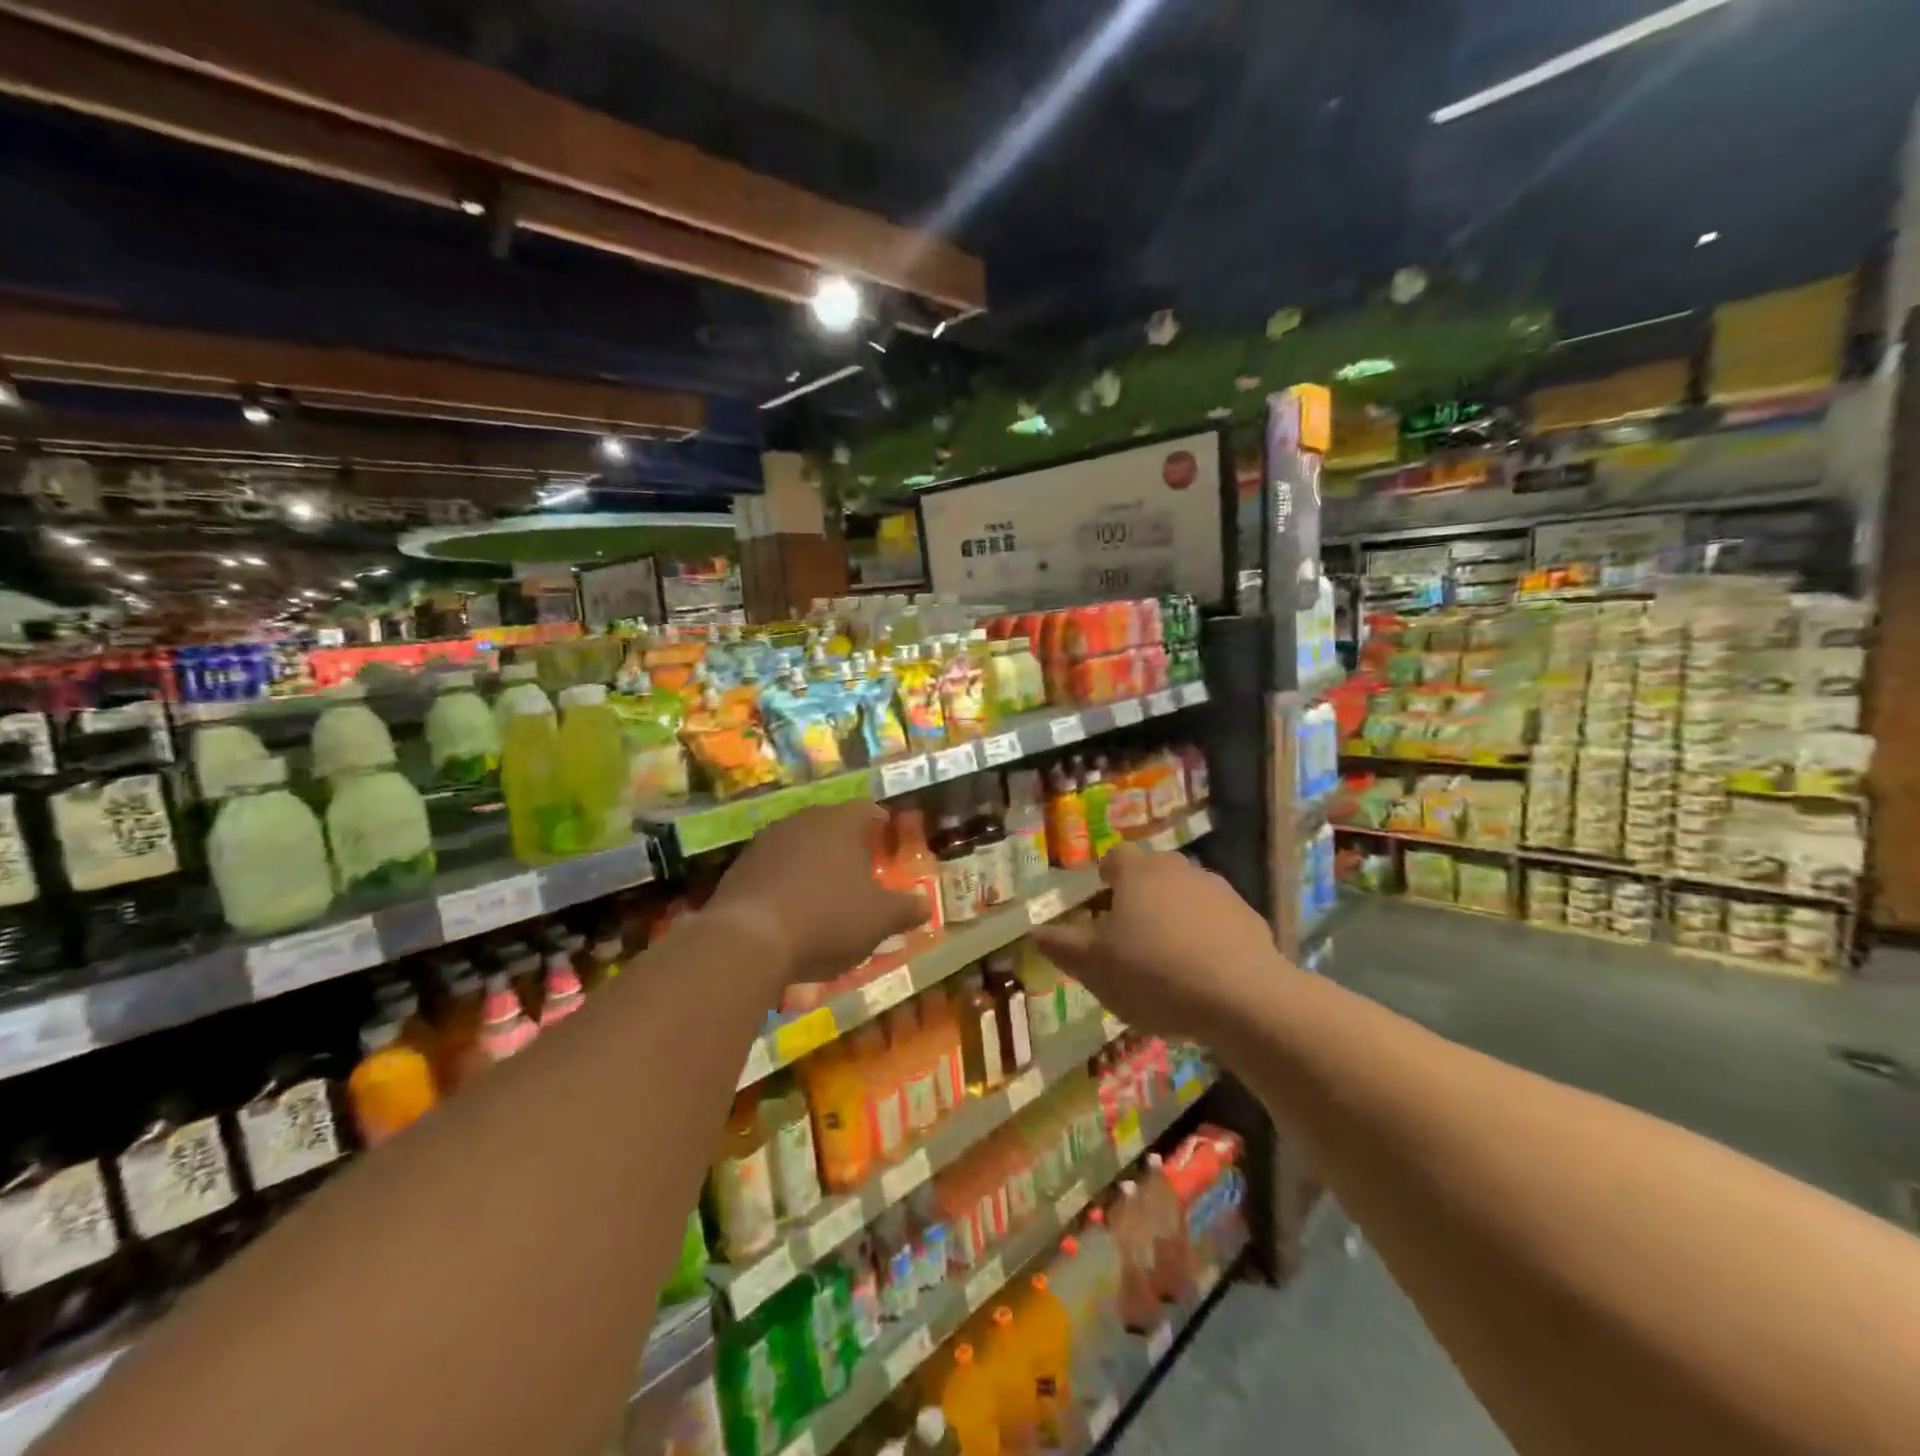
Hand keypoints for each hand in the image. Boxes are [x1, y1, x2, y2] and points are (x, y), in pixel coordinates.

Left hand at [703, 802, 926, 983]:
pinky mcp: (740, 867)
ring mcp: (766, 841)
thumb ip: (906, 909)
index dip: (880, 824)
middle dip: (846, 844)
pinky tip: (792, 909)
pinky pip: (774, 867)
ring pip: (800, 844)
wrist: (749, 939)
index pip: (867, 810)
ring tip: (825, 890)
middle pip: (831, 824)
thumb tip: (926, 905)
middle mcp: (803, 820)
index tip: (887, 838)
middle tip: (860, 868)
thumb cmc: (828, 918)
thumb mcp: (880, 919)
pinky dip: (787, 881)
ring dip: (814, 862)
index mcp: (840, 822)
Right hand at [1031, 846, 1281, 1039]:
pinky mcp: (1249, 918)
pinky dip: (1206, 936)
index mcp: (1137, 872)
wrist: (1244, 998)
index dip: (1105, 878)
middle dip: (1139, 896)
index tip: (1101, 904)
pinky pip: (1216, 920)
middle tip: (1129, 934)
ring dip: (1174, 915)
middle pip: (1152, 873)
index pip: (1115, 857)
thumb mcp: (1094, 967)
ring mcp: (1219, 890)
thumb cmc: (1154, 975)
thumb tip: (1035, 931)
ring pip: (1186, 895)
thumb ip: (1062, 946)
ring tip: (1167, 957)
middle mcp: (1178, 869)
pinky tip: (1203, 972)